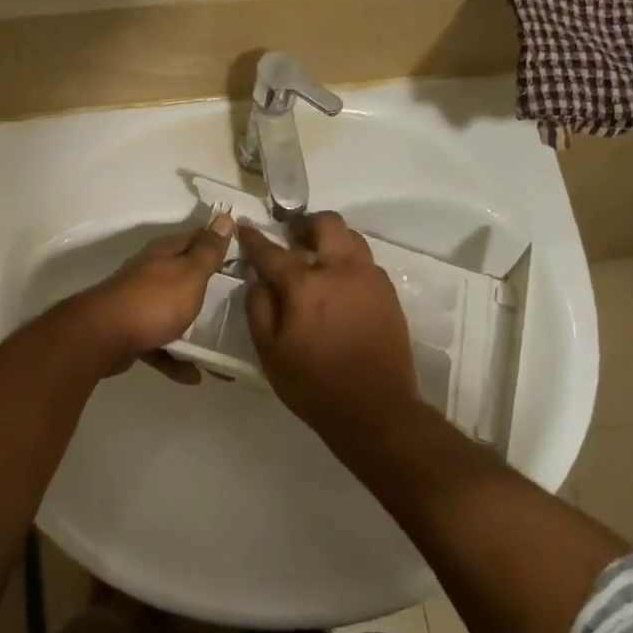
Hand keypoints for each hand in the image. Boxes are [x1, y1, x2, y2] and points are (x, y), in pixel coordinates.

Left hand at [58, 216, 234, 383]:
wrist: (101, 338)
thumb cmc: (153, 302)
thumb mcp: (189, 274)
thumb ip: (207, 251)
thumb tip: (224, 217)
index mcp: (165, 254)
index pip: (197, 238)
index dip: (220, 242)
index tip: (247, 253)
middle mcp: (150, 273)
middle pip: (185, 276)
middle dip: (209, 288)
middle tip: (239, 302)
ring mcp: (139, 303)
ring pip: (172, 312)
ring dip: (193, 330)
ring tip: (219, 347)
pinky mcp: (131, 332)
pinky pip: (160, 344)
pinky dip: (176, 358)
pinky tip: (192, 375)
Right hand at [238, 213, 421, 440]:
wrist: (374, 408)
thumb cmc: (312, 384)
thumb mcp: (269, 351)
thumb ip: (258, 307)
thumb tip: (256, 277)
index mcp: (303, 285)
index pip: (271, 250)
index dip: (253, 237)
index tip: (244, 228)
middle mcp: (339, 269)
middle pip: (325, 223)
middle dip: (304, 224)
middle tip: (292, 240)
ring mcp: (369, 278)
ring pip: (351, 236)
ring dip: (331, 239)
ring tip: (319, 259)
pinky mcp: (388, 292)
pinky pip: (366, 261)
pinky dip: (349, 260)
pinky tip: (341, 284)